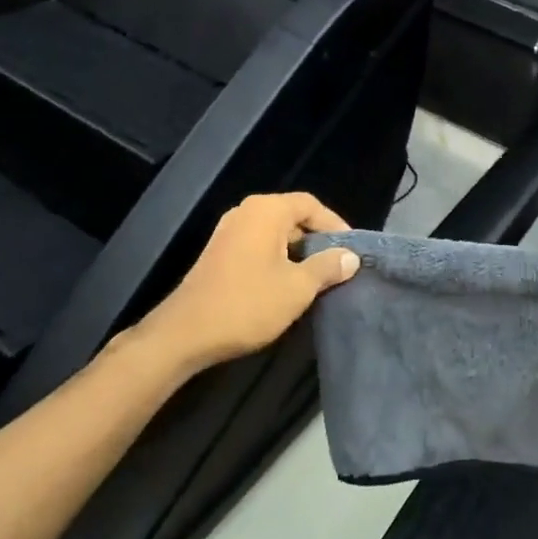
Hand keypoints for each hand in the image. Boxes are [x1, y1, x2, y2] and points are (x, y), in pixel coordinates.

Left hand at [125, 193, 359, 376]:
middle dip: (317, 239)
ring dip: (297, 252)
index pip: (310, 205)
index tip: (351, 250)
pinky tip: (286, 284)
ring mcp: (229, 232)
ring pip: (275, 233)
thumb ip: (327, 267)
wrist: (186, 334)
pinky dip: (277, 259)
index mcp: (266, 211)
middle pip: (292, 216)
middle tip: (338, 264)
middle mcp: (246, 212)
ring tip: (317, 277)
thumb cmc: (247, 304)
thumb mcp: (298, 288)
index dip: (335, 225)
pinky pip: (258, 245)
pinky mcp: (219, 253)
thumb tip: (350, 257)